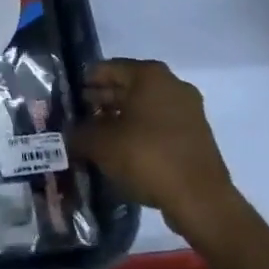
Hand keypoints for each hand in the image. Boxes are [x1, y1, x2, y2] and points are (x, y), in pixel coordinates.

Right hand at [68, 60, 237, 241]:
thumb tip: (68, 134)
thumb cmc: (147, 157)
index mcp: (150, 75)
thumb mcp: (101, 144)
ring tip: (96, 137)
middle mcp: (172, 84)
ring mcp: (188, 110)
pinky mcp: (196, 136)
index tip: (68, 97)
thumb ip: (79, 133)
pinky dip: (140, 133)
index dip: (85, 82)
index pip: (108, 68)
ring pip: (144, 108)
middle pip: (127, 86)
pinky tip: (122, 152)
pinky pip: (159, 126)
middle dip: (102, 101)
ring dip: (120, 119)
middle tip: (78, 118)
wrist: (200, 200)